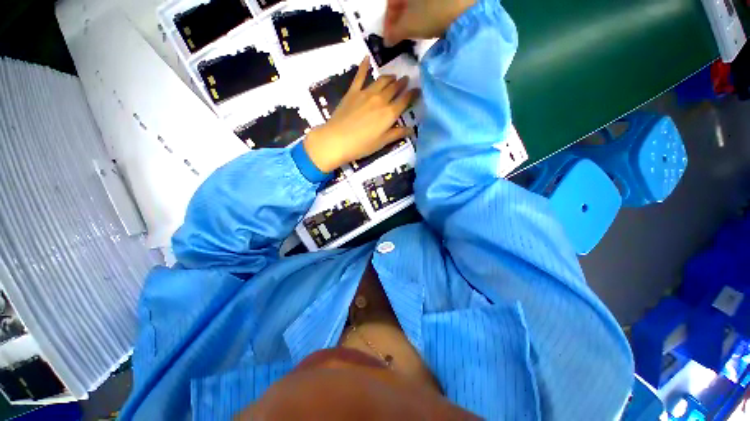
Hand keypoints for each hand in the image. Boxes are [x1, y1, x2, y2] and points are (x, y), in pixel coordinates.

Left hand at [303, 58, 418, 172]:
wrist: (337, 140)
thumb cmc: (362, 145)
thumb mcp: (382, 142)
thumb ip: (397, 134)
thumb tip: (412, 129)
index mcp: (389, 113)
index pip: (405, 100)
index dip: (413, 94)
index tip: (418, 90)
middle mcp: (381, 99)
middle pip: (394, 88)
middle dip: (402, 83)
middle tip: (406, 80)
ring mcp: (366, 93)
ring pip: (381, 80)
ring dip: (389, 77)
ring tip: (393, 76)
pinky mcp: (353, 92)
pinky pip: (360, 76)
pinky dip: (364, 66)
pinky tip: (366, 58)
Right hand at [383, 0, 476, 45]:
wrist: (465, 10)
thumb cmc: (431, 13)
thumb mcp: (407, 26)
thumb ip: (393, 34)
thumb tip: (387, 41)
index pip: (391, 2)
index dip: (388, 22)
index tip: (389, 39)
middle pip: (404, 3)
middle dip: (399, 21)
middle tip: (399, 37)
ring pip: (416, 4)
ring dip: (412, 19)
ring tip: (413, 34)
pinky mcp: (446, 1)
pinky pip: (429, 5)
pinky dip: (425, 15)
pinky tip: (426, 26)